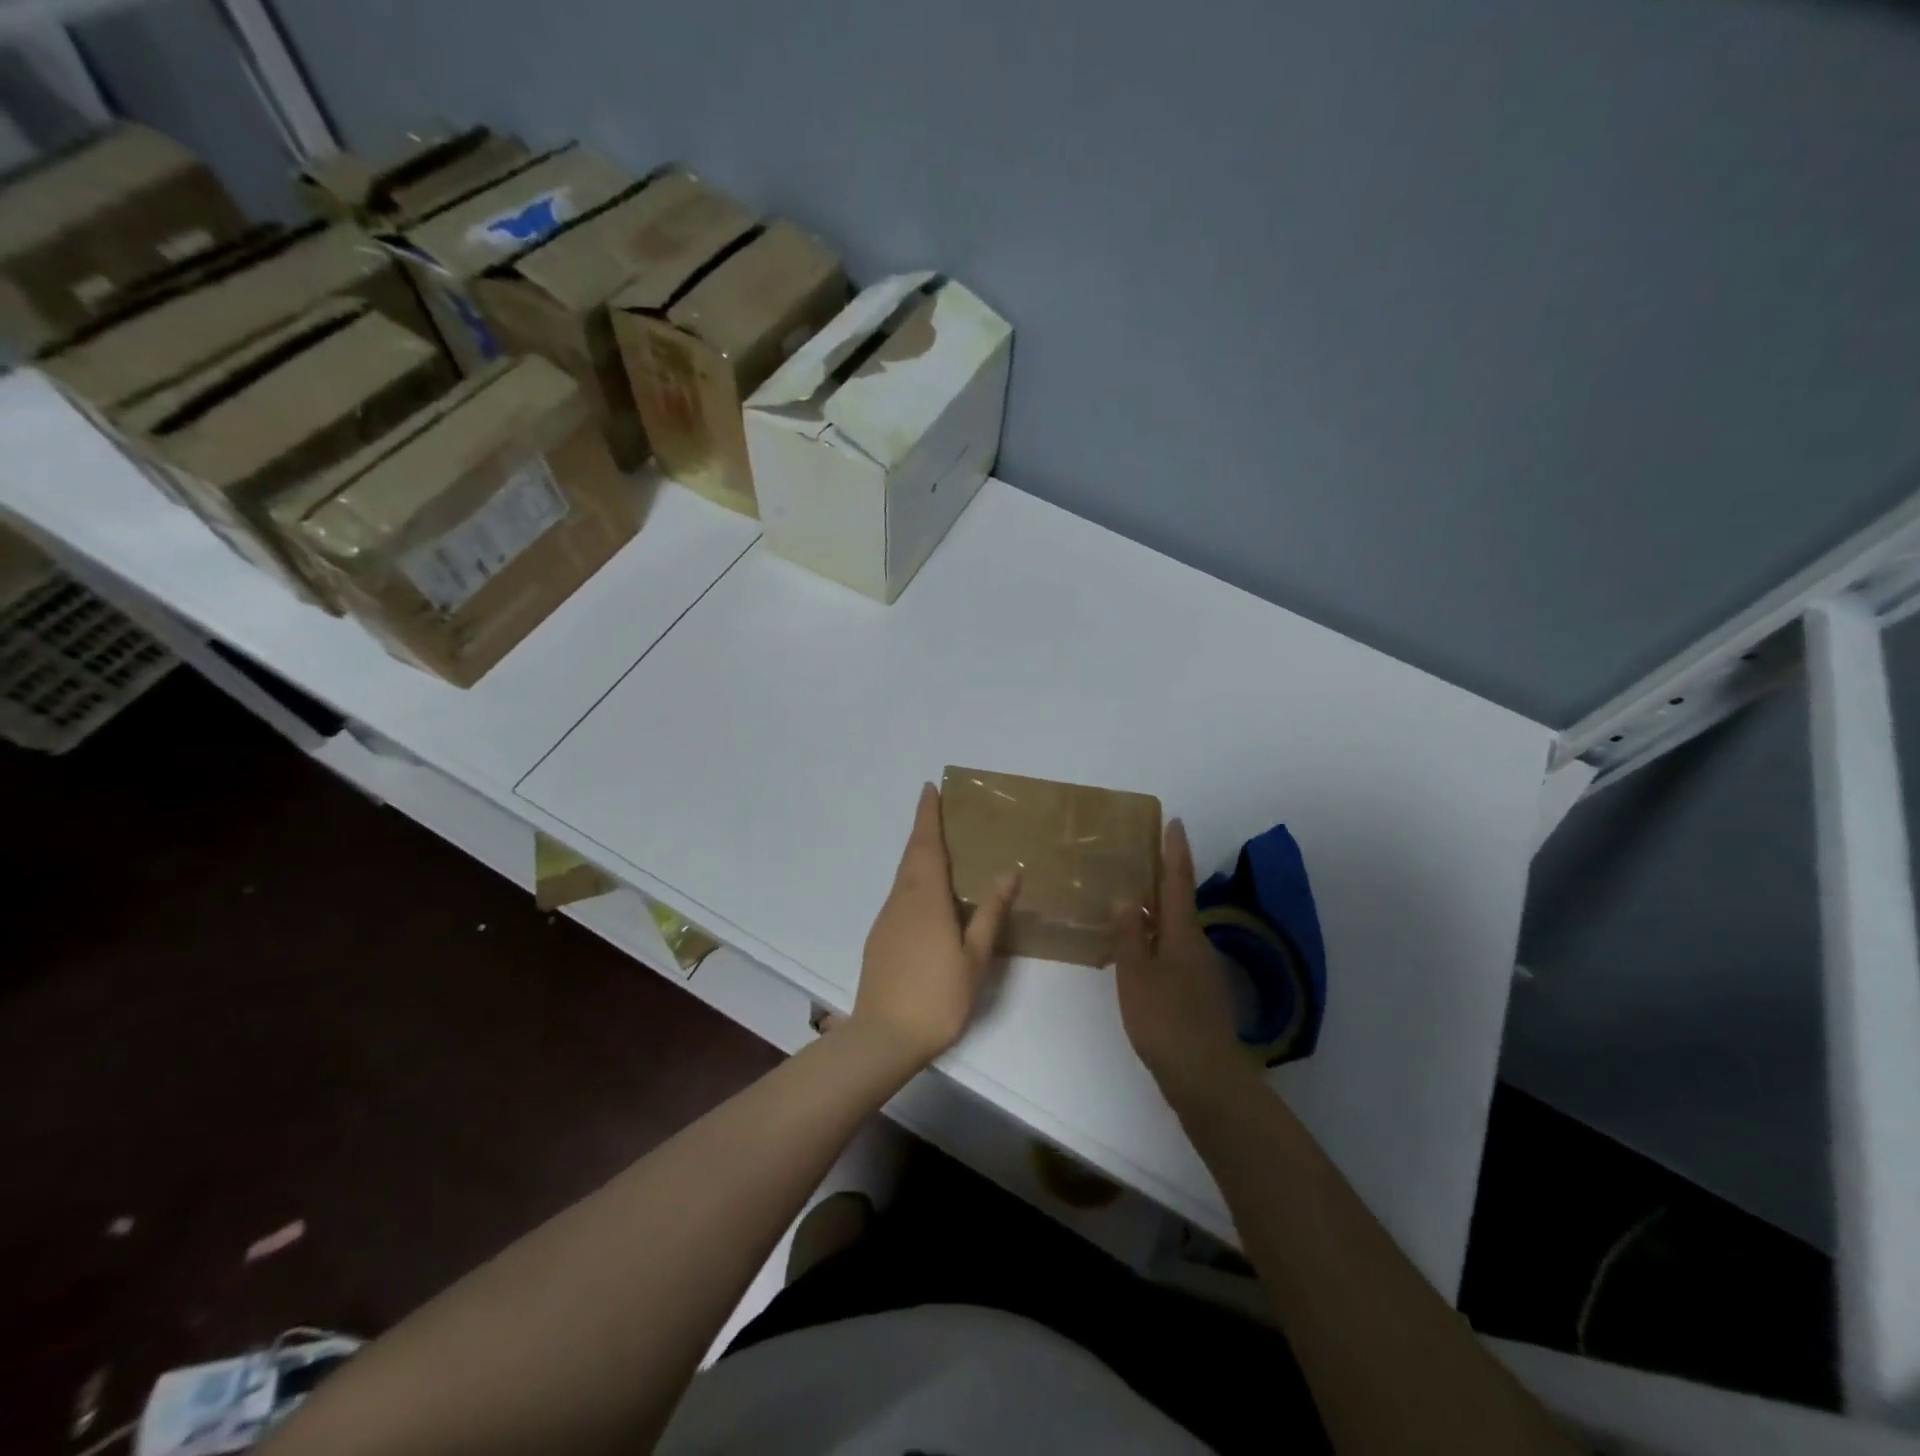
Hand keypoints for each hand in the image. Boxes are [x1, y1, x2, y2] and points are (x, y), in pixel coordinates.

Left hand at [853, 783, 1018, 1069]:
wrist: (883, 1037)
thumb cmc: (937, 996)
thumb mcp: (974, 957)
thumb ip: (990, 913)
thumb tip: (1009, 872)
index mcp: (926, 898)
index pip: (927, 845)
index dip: (927, 815)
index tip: (929, 789)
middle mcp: (901, 900)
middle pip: (912, 855)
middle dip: (923, 829)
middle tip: (936, 810)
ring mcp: (886, 919)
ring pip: (903, 876)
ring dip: (918, 855)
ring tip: (939, 848)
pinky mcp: (879, 938)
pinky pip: (899, 896)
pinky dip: (913, 880)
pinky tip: (927, 897)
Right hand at [1115, 819, 1249, 1099]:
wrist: (1206, 1078)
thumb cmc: (1166, 1020)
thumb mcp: (1136, 975)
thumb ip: (1129, 936)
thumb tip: (1127, 900)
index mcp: (1182, 934)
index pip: (1178, 881)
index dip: (1175, 851)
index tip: (1175, 822)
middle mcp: (1196, 945)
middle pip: (1180, 902)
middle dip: (1165, 878)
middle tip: (1142, 857)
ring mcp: (1200, 971)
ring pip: (1176, 929)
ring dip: (1158, 911)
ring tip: (1131, 901)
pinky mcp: (1197, 994)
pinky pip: (1174, 951)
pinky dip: (1157, 940)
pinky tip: (1139, 952)